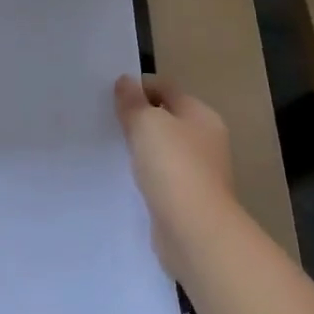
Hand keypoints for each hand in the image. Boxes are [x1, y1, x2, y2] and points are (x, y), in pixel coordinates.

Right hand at [115, 74, 234, 277]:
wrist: (195, 232)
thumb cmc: (174, 166)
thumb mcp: (146, 123)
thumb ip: (133, 101)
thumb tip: (126, 81)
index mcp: (202, 115)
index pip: (166, 89)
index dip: (139, 88)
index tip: (110, 96)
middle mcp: (205, 141)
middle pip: (166, 118)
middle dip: (139, 118)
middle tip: (107, 120)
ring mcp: (199, 172)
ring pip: (163, 149)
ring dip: (141, 148)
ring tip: (112, 147)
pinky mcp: (188, 200)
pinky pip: (161, 177)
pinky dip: (146, 175)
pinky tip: (126, 177)